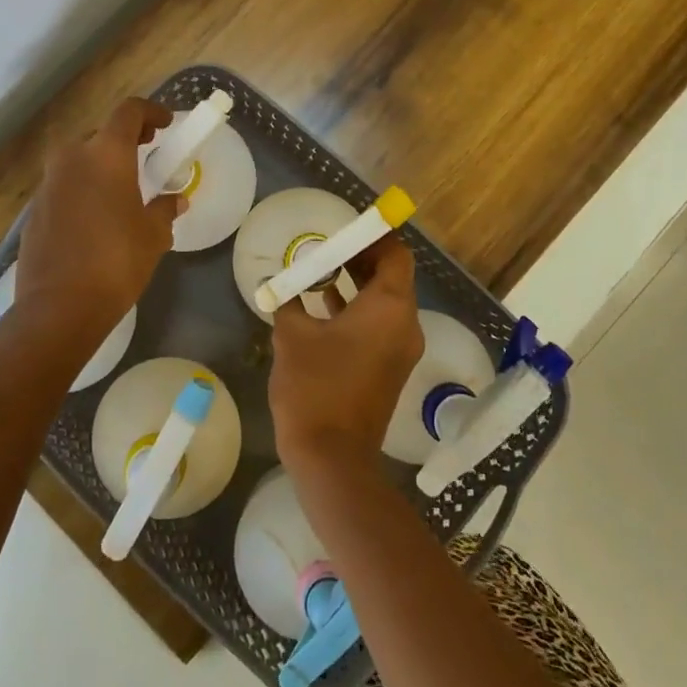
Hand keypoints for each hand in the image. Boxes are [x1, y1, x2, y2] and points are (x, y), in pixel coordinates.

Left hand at [9, 97, 181, 363]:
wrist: (58, 308)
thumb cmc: (116, 262)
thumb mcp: (153, 235)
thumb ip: (164, 210)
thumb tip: (175, 200)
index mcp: (105, 154)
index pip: (128, 112)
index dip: (150, 112)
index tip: (166, 125)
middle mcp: (72, 158)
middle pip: (100, 134)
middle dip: (125, 140)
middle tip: (146, 154)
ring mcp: (47, 184)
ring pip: (78, 160)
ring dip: (100, 165)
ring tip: (121, 189)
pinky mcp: (34, 210)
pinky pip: (64, 186)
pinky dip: (82, 189)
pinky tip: (95, 218)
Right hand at [269, 235, 423, 484]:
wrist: (332, 458)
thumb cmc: (315, 387)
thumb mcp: (293, 335)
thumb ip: (289, 300)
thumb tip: (281, 284)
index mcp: (390, 308)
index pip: (396, 254)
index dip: (374, 236)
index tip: (344, 227)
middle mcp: (405, 324)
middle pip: (392, 276)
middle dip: (360, 257)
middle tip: (326, 245)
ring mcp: (400, 349)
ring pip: (384, 301)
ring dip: (356, 283)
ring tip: (319, 269)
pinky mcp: (389, 368)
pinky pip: (379, 325)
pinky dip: (357, 309)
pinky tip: (321, 305)